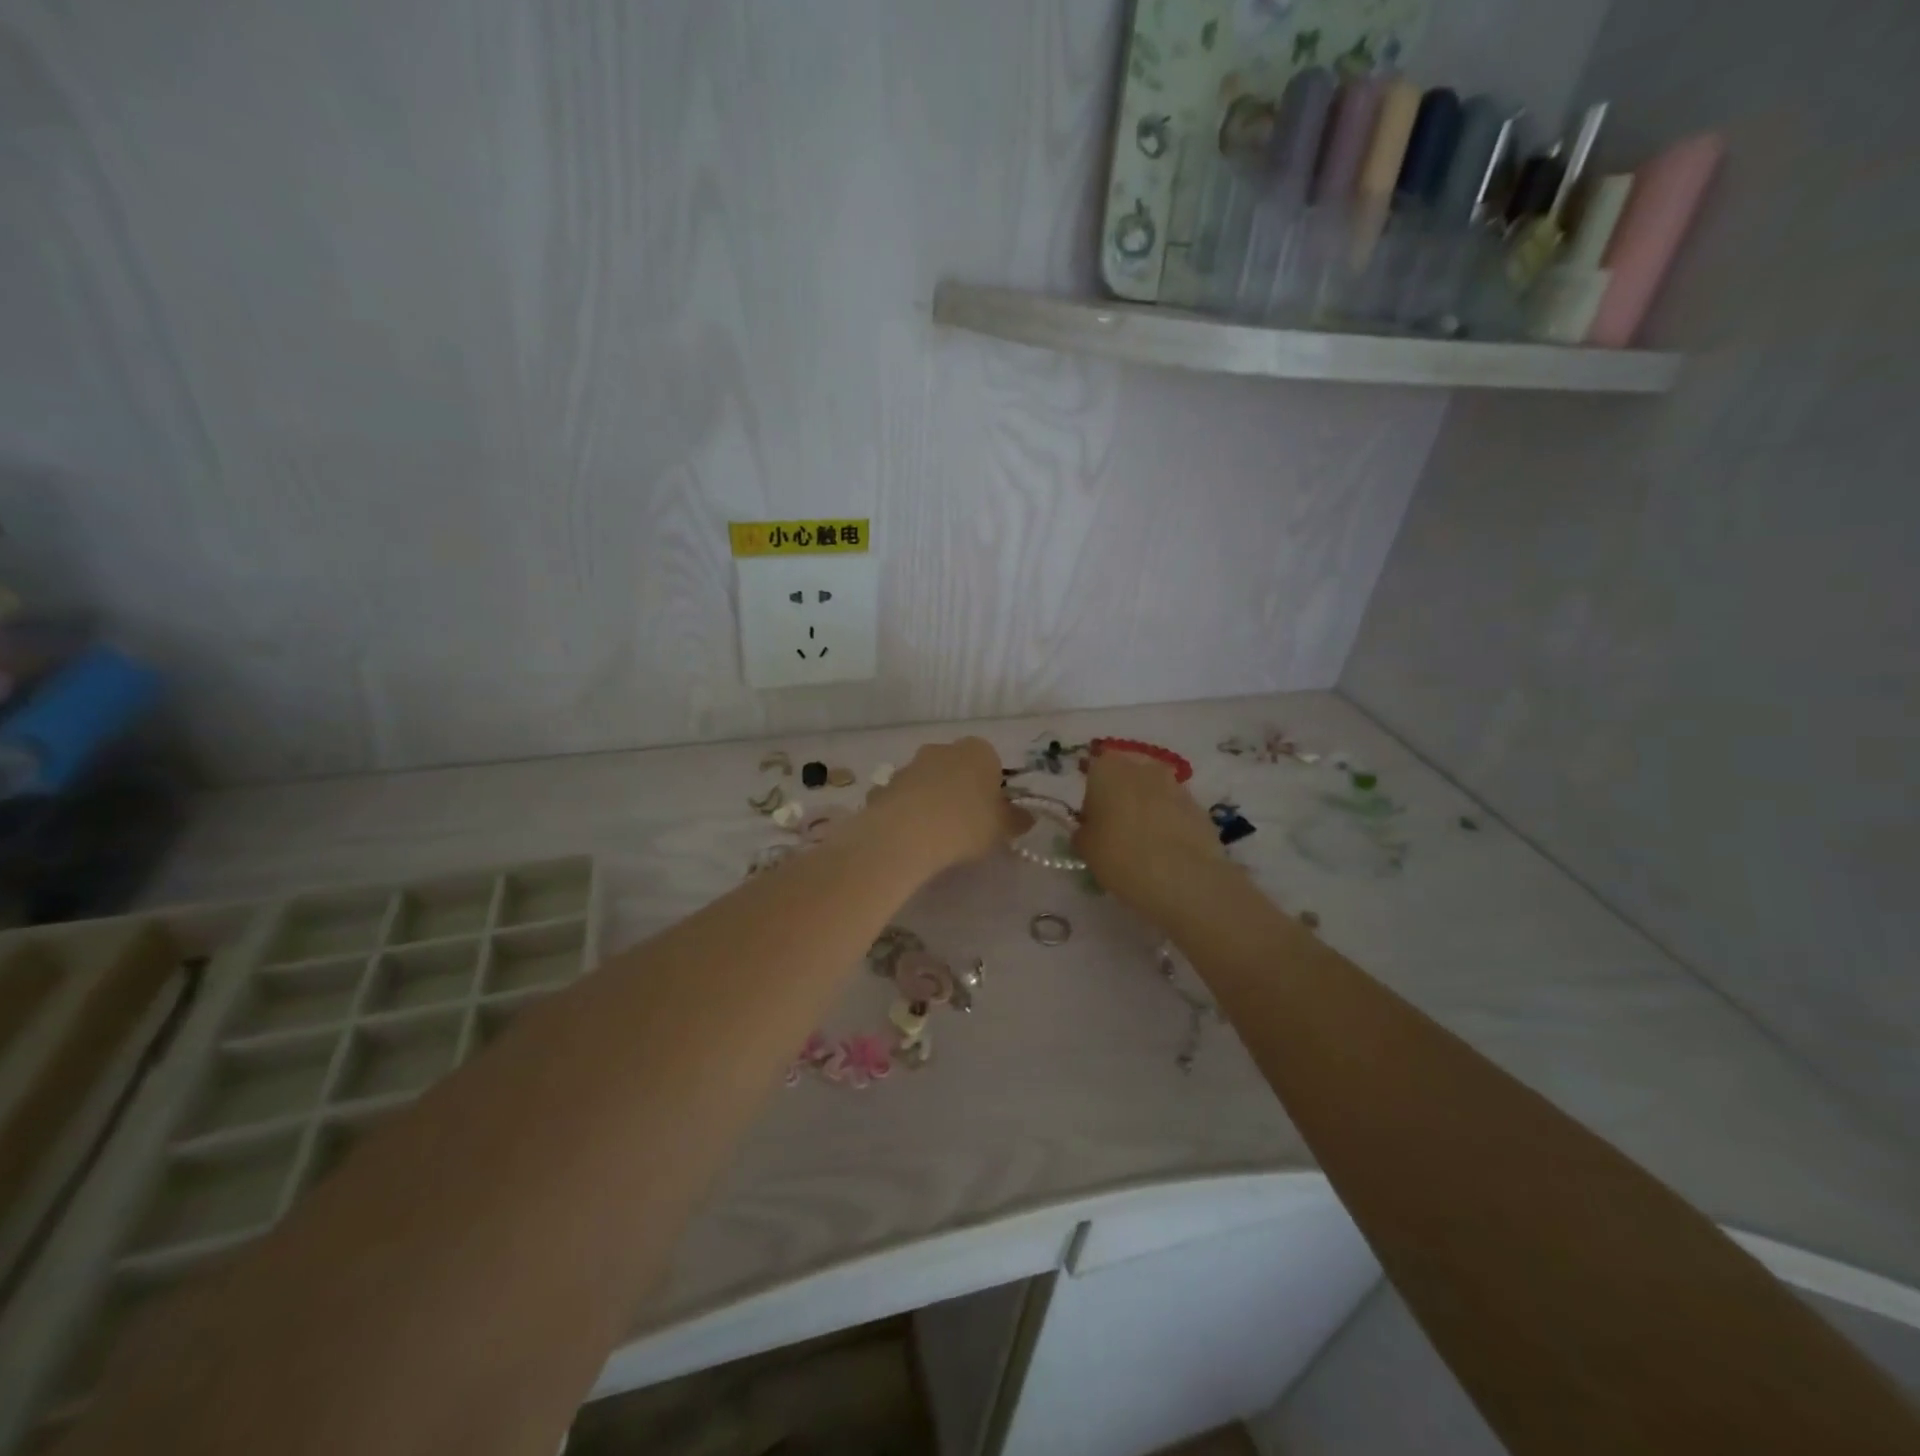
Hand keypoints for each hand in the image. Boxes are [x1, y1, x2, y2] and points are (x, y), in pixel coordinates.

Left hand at [865, 737, 1028, 872]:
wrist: (907, 833)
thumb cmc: (966, 824)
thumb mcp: (1002, 828)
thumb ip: (1016, 820)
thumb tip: (1025, 817)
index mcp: (978, 751)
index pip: (991, 762)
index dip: (992, 788)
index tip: (991, 813)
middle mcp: (943, 749)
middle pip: (956, 768)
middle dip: (960, 790)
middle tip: (965, 824)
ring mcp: (910, 765)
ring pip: (927, 781)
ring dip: (931, 800)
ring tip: (935, 835)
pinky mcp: (885, 785)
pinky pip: (902, 798)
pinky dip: (906, 811)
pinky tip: (908, 836)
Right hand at [1074, 746, 1222, 919]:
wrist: (1182, 878)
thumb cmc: (1119, 855)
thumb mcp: (1085, 848)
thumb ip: (1084, 831)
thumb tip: (1090, 829)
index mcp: (1108, 769)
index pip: (1095, 770)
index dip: (1093, 795)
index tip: (1093, 821)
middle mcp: (1142, 767)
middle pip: (1127, 777)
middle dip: (1122, 797)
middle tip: (1117, 830)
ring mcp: (1175, 784)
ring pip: (1154, 792)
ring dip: (1148, 809)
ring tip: (1145, 844)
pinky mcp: (1199, 807)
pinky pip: (1176, 811)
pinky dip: (1170, 824)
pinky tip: (1167, 852)